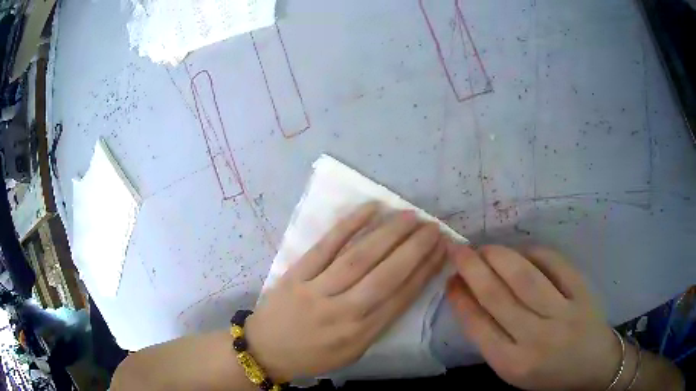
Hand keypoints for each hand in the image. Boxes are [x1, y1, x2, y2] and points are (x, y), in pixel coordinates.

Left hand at [245, 203, 446, 381]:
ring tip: (411, 216)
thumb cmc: (315, 354)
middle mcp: (343, 311)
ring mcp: (317, 290)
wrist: (266, 351)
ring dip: (389, 233)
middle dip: (415, 248)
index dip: (425, 270)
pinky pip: (326, 246)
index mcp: (361, 333)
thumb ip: (380, 321)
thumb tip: (407, 285)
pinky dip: (349, 225)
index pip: (402, 297)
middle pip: (386, 274)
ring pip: (360, 257)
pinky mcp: (297, 273)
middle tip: (433, 227)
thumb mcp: (353, 350)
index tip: (442, 250)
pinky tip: (371, 209)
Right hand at [446, 245, 619, 389]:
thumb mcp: (513, 369)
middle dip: (473, 269)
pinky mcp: (582, 293)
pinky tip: (521, 251)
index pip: (478, 325)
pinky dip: (534, 252)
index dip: (460, 298)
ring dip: (499, 256)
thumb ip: (492, 338)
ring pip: (524, 277)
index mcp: (512, 364)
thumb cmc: (549, 372)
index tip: (450, 279)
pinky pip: (554, 264)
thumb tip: (470, 297)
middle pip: (497, 297)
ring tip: (484, 248)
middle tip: (458, 250)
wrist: (593, 364)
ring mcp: (562, 314)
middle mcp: (536, 339)